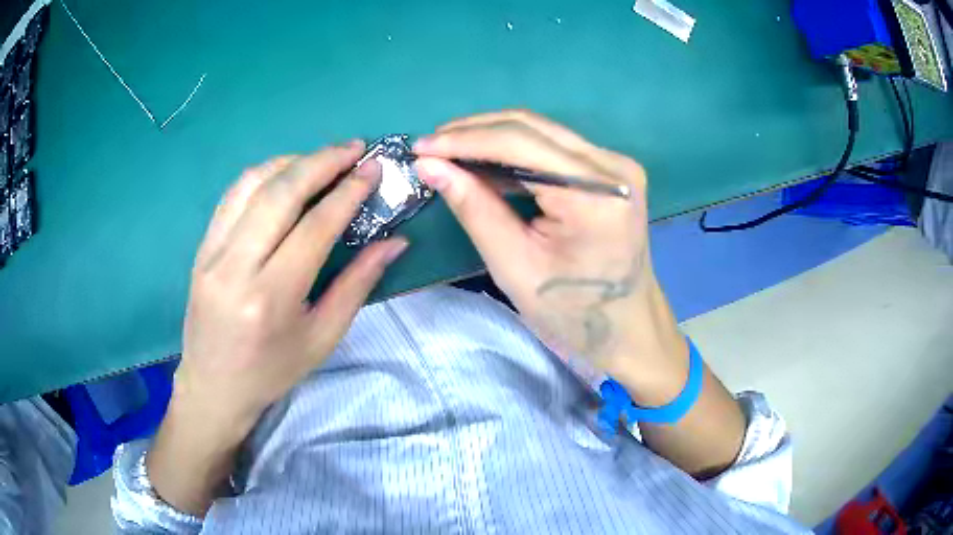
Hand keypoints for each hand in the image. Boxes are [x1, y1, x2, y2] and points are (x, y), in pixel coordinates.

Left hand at [148, 141, 407, 515]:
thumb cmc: (272, 372)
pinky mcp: (201, 248)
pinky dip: (262, 175)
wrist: (213, 386)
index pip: (314, 226)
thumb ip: (358, 284)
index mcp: (271, 298)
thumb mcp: (322, 338)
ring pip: (252, 184)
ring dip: (291, 162)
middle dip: (322, 161)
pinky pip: (232, 196)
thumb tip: (395, 241)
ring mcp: (212, 254)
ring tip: (321, 159)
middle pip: (280, 192)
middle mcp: (236, 267)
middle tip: (353, 148)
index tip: (372, 168)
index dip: (348, 192)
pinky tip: (283, 175)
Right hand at [413, 111, 675, 381]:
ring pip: (541, 132)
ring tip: (449, 154)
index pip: (519, 143)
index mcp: (594, 193)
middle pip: (532, 127)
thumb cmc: (573, 312)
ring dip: (492, 138)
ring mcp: (615, 165)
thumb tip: (429, 165)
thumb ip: (474, 208)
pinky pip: (554, 148)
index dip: (463, 140)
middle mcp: (611, 166)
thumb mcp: (514, 265)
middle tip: (430, 148)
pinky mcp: (610, 171)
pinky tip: (485, 164)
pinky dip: (515, 153)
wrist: (628, 327)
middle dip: (474, 132)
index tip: (420, 147)